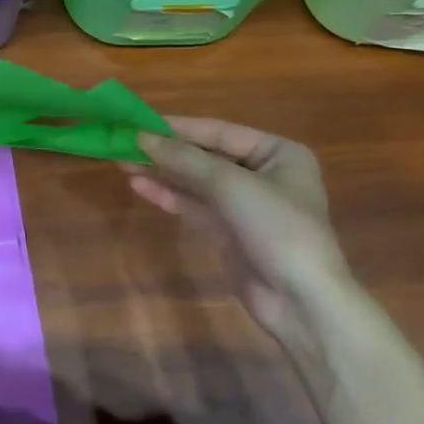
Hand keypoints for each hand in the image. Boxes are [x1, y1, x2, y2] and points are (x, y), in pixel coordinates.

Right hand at [127, 117, 356, 354]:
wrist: (301, 301)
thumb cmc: (277, 228)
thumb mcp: (230, 185)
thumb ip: (185, 159)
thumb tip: (141, 137)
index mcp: (278, 153)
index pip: (219, 132)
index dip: (178, 128)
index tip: (138, 122)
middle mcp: (263, 175)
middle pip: (205, 156)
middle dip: (166, 152)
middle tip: (124, 143)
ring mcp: (245, 206)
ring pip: (196, 182)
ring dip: (162, 173)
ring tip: (123, 162)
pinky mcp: (229, 232)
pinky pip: (195, 206)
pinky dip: (169, 195)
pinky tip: (140, 186)